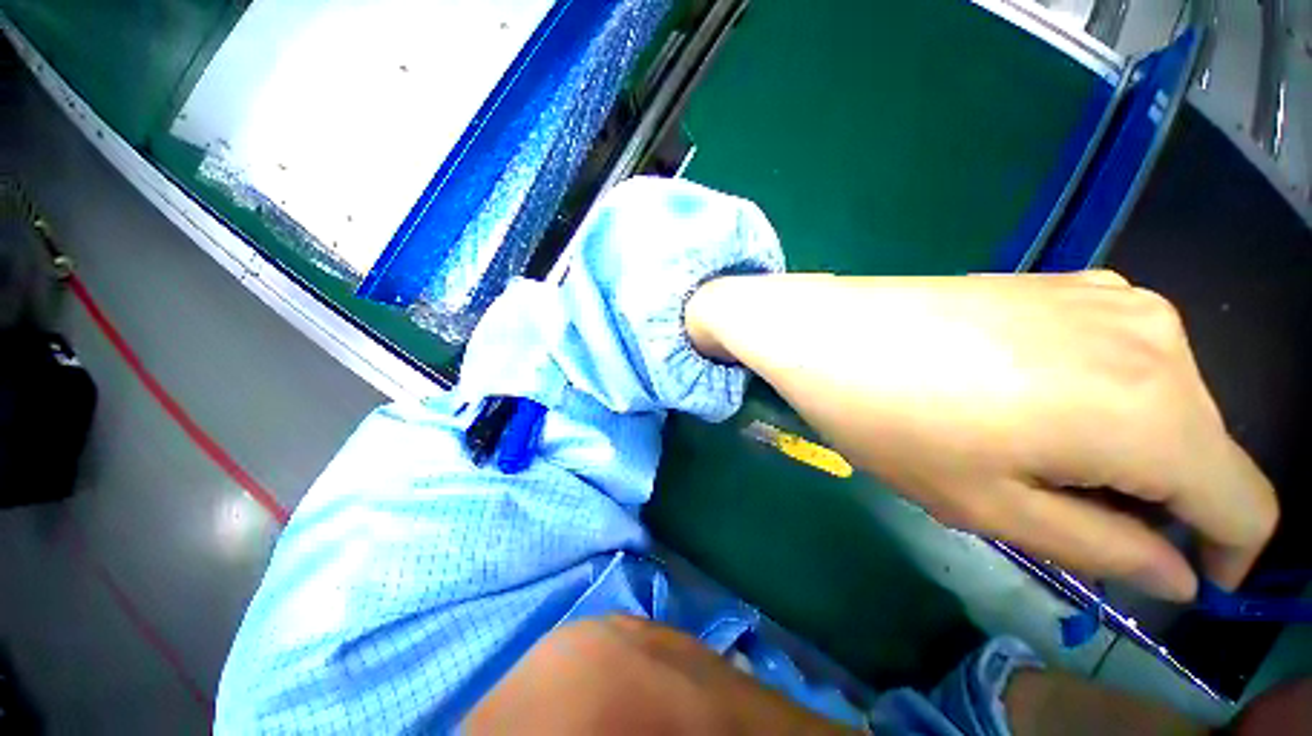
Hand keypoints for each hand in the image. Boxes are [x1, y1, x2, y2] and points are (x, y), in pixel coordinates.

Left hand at [685, 271, 1277, 600]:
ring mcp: (1113, 298)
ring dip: (1120, 446)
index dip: (1229, 554)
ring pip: (1164, 402)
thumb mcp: (988, 507)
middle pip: (1203, 449)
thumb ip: (1102, 549)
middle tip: (1058, 507)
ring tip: (1023, 451)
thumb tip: (1178, 571)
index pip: (1249, 504)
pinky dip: (1098, 399)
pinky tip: (1019, 400)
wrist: (826, 329)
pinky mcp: (1066, 282)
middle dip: (1154, 497)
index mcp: (1155, 411)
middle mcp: (1162, 341)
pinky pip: (1121, 359)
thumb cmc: (888, 419)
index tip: (1187, 579)